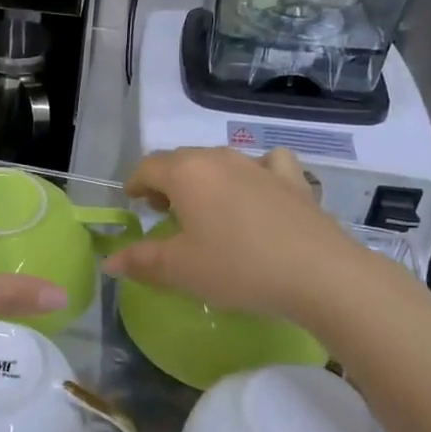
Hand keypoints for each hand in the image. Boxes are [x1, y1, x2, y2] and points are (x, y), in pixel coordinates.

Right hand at [105, 147, 369, 323]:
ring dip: (204, 178)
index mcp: (186, 173)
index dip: (135, 184)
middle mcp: (219, 158)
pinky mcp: (293, 180)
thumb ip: (141, 261)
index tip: (134, 204)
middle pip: (181, 160)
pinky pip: (266, 164)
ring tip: (208, 209)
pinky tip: (259, 193)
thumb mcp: (181, 270)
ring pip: (219, 160)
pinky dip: (254, 173)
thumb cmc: (238, 268)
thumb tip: (110, 260)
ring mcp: (259, 165)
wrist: (320, 273)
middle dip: (166, 182)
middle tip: (165, 214)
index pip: (147, 167)